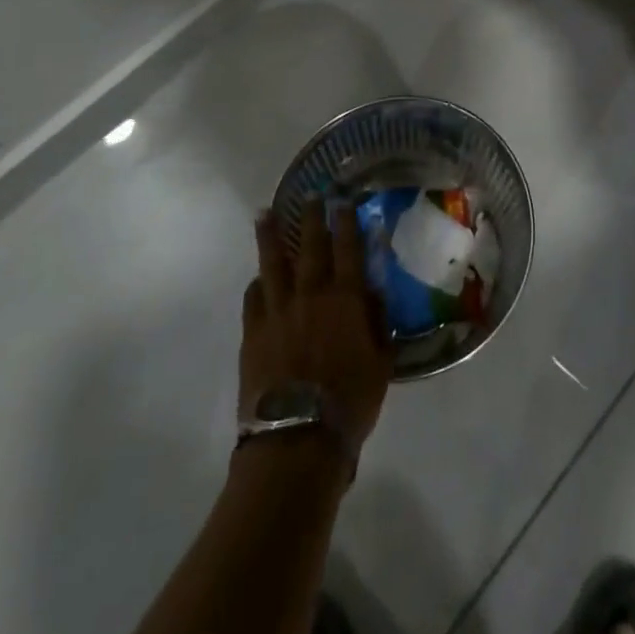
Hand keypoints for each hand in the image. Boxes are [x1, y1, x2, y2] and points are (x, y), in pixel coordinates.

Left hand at [241, 201, 392, 455]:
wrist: (297, 438)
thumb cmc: (349, 401)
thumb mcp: (381, 361)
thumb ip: (378, 321)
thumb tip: (374, 290)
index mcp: (346, 299)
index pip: (348, 248)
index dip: (347, 222)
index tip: (344, 200)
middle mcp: (311, 294)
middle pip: (310, 246)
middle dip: (311, 218)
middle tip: (311, 195)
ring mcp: (278, 311)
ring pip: (273, 263)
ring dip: (270, 236)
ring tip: (265, 213)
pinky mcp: (253, 333)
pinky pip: (253, 298)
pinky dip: (257, 283)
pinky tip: (258, 277)